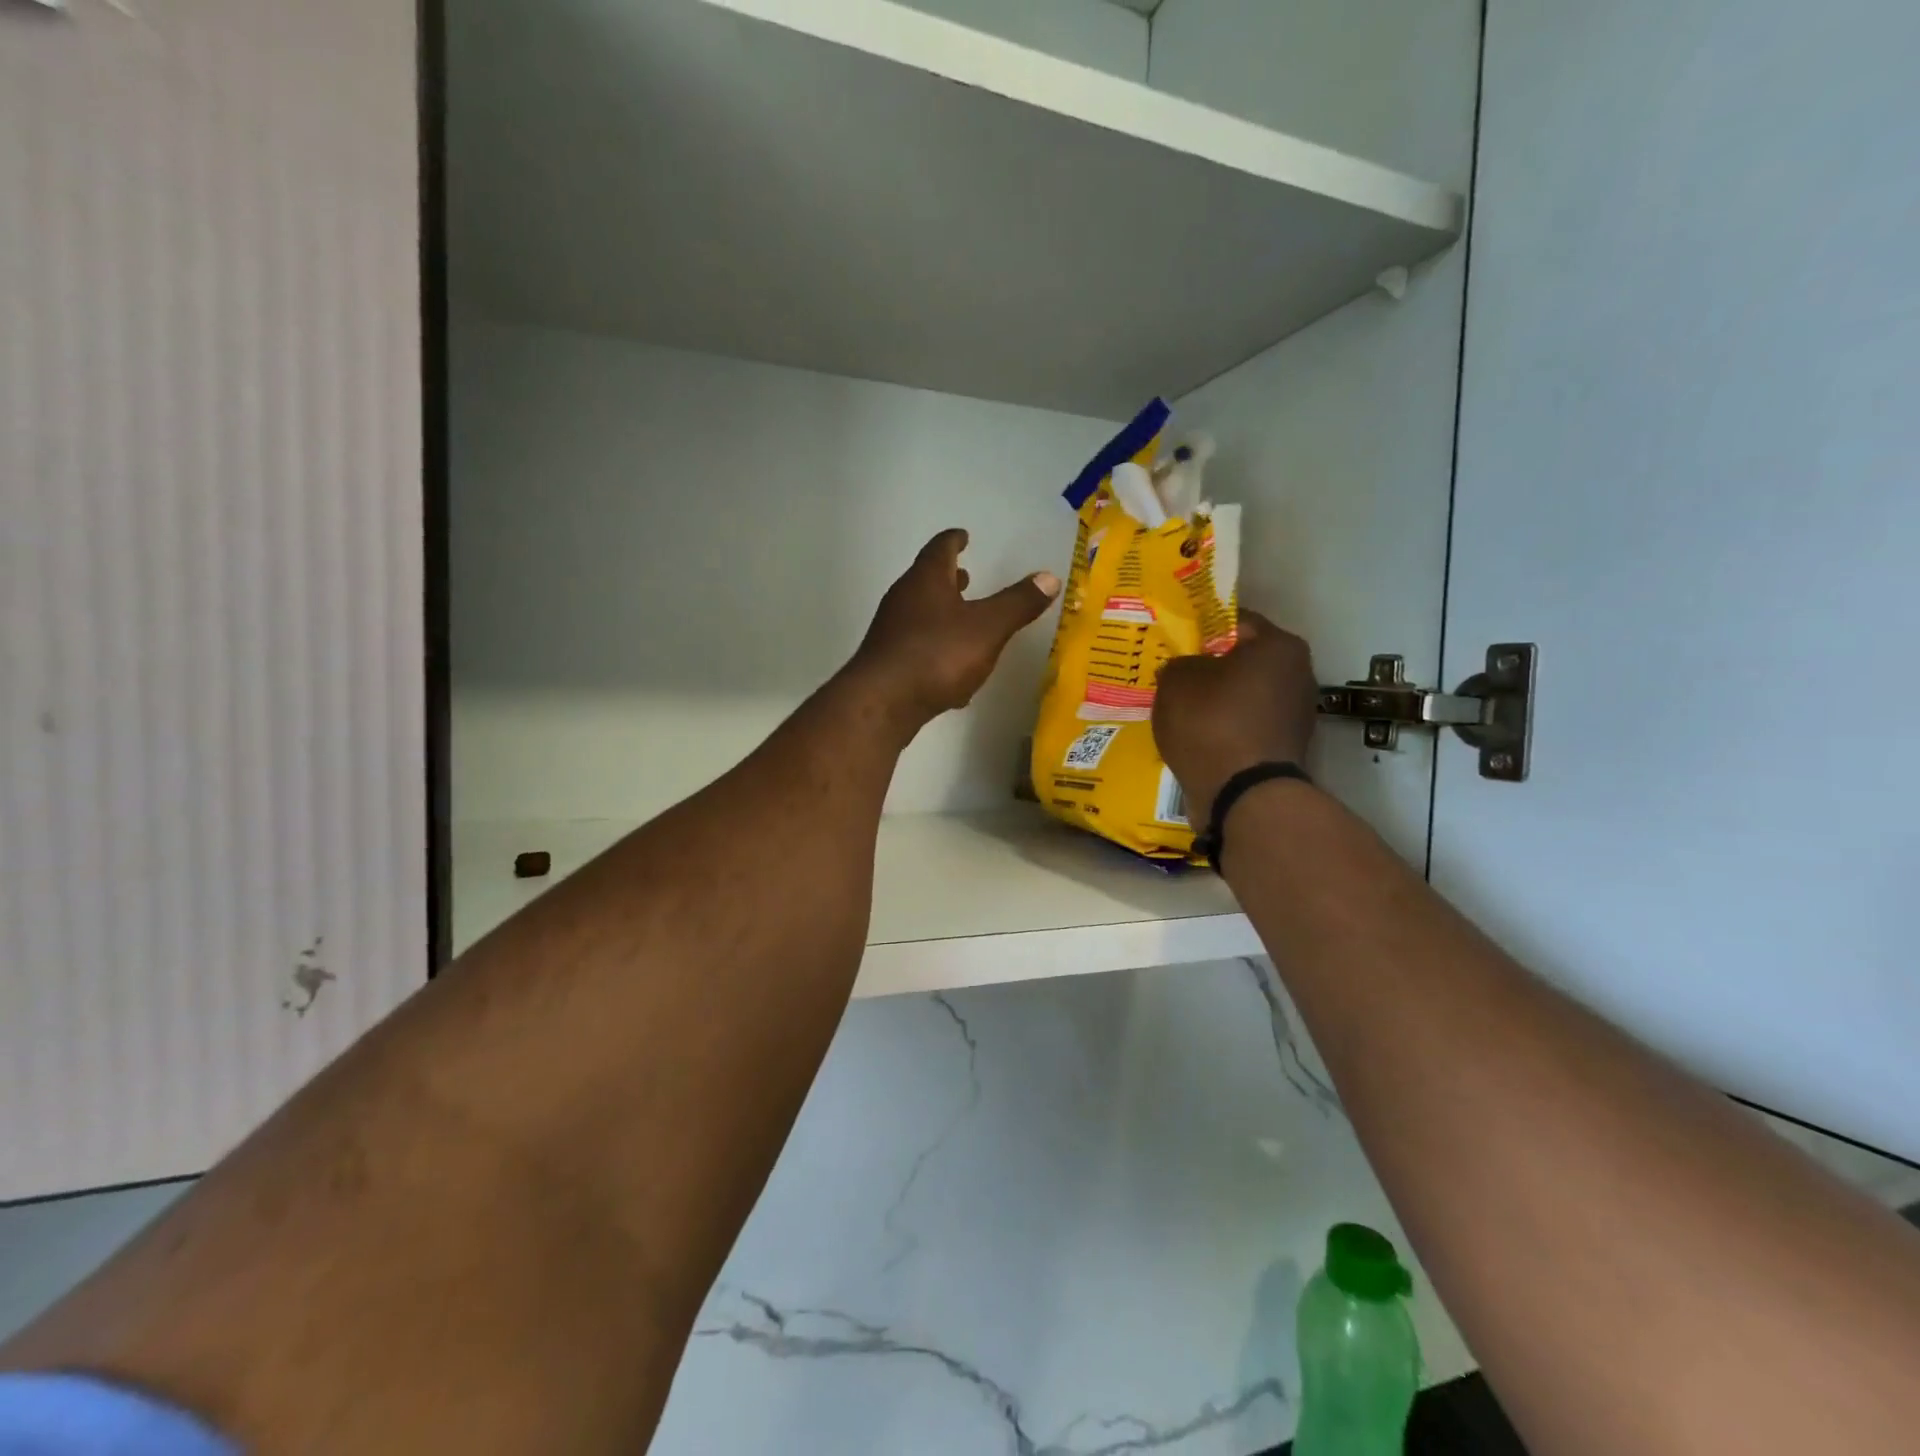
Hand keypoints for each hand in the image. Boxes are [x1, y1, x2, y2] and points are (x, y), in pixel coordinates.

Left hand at [849, 529, 1060, 732]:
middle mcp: (903, 599)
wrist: (883, 703)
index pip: (940, 548)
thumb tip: (1049, 577)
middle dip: (948, 579)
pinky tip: (953, 670)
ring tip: (962, 618)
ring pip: (921, 614)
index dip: (954, 540)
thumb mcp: (988, 627)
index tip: (963, 535)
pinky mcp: (888, 664)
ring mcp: (891, 632)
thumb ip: (1018, 603)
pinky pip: (918, 648)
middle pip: (927, 581)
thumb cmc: (938, 654)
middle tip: (966, 575)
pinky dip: (937, 648)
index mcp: (926, 580)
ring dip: (942, 613)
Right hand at [1153, 612, 1319, 823]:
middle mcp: (1298, 673)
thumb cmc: (1211, 723)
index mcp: (1278, 645)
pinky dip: (1226, 728)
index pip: (1235, 622)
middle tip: (1176, 675)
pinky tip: (1199, 736)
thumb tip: (1187, 669)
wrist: (1242, 795)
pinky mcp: (1286, 747)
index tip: (1176, 641)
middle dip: (1212, 667)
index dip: (1201, 629)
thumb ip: (1180, 663)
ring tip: (1183, 709)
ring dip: (1219, 700)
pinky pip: (1247, 725)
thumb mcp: (1176, 680)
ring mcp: (1296, 713)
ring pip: (1246, 695)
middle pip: (1244, 661)